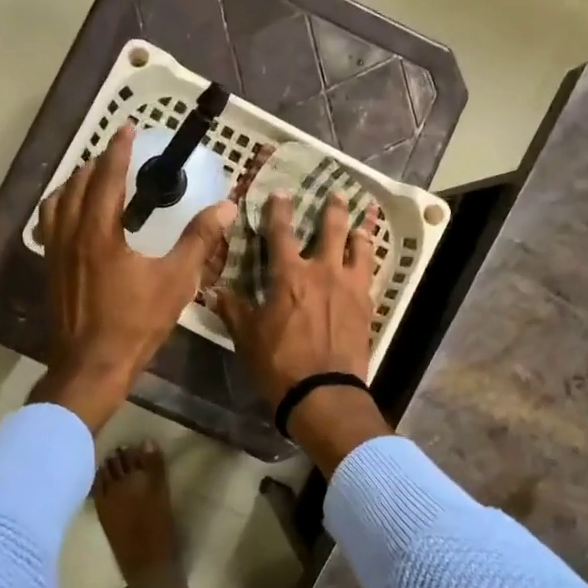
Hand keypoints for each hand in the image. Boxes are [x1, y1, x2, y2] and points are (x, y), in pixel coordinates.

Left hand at [31, 125, 236, 432]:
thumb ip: (199, 241)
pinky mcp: (49, 272)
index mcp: (99, 233)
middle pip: (76, 185)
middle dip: (95, 164)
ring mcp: (54, 254)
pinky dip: (61, 209)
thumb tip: (226, 208)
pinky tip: (75, 220)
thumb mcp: (175, 282)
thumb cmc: (135, 324)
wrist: (91, 368)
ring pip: (56, 204)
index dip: (117, 151)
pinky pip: (49, 226)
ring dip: (74, 184)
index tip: (127, 130)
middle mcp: (70, 236)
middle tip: (115, 154)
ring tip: (92, 179)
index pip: (106, 178)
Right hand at [215, 193, 389, 469]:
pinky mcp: (367, 306)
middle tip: (337, 194)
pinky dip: (369, 261)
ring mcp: (349, 287)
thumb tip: (216, 290)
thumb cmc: (279, 363)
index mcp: (289, 275)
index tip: (281, 194)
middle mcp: (323, 272)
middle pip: (332, 229)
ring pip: (360, 248)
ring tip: (364, 221)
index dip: (279, 210)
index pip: (281, 232)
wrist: (324, 393)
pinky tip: (369, 261)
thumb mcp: (246, 337)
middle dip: (333, 209)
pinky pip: (371, 275)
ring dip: (360, 231)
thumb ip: (233, 309)